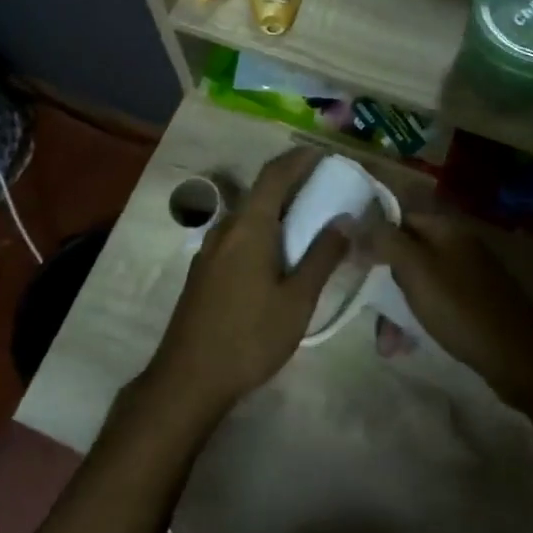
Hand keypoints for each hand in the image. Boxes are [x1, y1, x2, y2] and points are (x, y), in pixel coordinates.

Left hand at [143, 149, 346, 421]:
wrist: (188, 379)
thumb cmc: (249, 337)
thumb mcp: (297, 300)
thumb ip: (322, 256)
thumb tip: (345, 219)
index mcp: (249, 227)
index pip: (274, 175)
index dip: (298, 159)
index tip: (322, 152)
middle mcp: (225, 229)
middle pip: (260, 192)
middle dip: (290, 182)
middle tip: (322, 184)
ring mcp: (209, 250)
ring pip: (247, 215)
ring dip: (275, 207)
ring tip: (305, 217)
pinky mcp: (204, 271)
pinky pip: (238, 235)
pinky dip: (262, 228)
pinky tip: (277, 252)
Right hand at [364, 213, 532, 410]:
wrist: (518, 357)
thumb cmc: (460, 308)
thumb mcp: (415, 270)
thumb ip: (384, 241)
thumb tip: (351, 219)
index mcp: (446, 228)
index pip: (398, 218)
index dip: (373, 236)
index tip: (351, 261)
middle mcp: (458, 244)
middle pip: (407, 252)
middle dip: (383, 282)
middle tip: (368, 310)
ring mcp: (469, 274)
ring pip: (419, 282)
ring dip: (397, 309)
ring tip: (387, 344)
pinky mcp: (474, 302)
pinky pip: (435, 302)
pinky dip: (418, 319)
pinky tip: (406, 346)